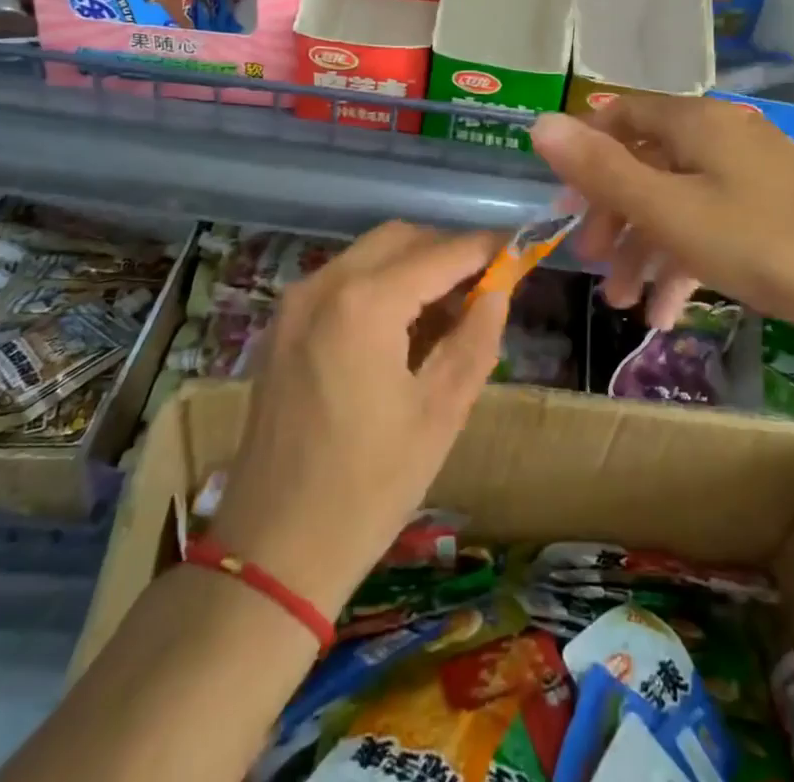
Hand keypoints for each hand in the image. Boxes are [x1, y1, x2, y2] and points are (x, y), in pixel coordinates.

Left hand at [207, 222, 507, 620]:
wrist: (272, 554)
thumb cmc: (369, 487)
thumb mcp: (440, 413)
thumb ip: (476, 338)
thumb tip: (499, 289)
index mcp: (364, 304)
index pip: (441, 253)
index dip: (486, 248)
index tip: (521, 248)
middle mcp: (323, 285)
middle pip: (400, 239)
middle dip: (447, 251)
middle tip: (486, 285)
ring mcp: (295, 304)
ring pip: (369, 255)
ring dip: (414, 266)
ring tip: (449, 310)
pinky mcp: (282, 326)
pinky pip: (341, 281)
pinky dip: (380, 285)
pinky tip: (403, 327)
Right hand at [530, 97, 793, 335]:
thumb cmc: (765, 242)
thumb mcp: (671, 211)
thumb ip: (603, 171)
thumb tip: (539, 123)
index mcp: (693, 123)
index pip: (620, 116)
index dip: (585, 154)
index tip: (565, 204)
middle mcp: (718, 137)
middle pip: (645, 164)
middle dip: (613, 215)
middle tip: (593, 262)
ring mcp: (747, 174)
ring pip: (676, 201)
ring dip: (644, 249)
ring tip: (624, 303)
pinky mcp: (768, 211)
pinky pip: (709, 225)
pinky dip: (683, 261)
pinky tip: (667, 312)